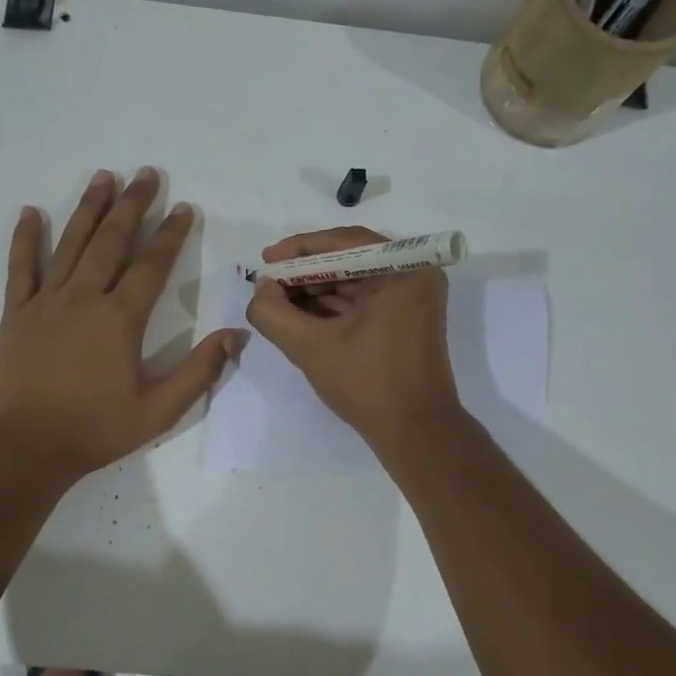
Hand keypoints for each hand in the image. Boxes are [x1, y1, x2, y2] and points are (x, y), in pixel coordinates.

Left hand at [0, 168, 238, 482]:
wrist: (26, 447)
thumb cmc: (95, 430)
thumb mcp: (159, 411)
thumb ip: (199, 372)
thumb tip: (235, 335)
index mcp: (121, 319)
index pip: (152, 265)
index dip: (171, 235)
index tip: (183, 208)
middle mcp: (84, 298)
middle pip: (112, 241)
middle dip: (132, 205)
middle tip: (146, 174)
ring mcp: (46, 302)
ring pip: (71, 243)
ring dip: (89, 208)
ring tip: (103, 177)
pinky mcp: (17, 313)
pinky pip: (21, 267)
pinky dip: (26, 238)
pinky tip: (32, 212)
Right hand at [245, 225, 462, 446]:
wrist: (415, 432)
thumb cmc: (367, 384)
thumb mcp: (310, 347)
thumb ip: (273, 313)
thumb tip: (261, 289)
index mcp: (403, 270)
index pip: (343, 243)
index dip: (299, 250)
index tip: (265, 261)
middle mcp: (414, 274)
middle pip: (348, 260)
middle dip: (305, 273)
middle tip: (268, 285)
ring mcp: (413, 297)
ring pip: (353, 280)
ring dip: (315, 291)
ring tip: (278, 303)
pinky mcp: (406, 318)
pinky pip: (363, 300)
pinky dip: (332, 307)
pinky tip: (301, 317)